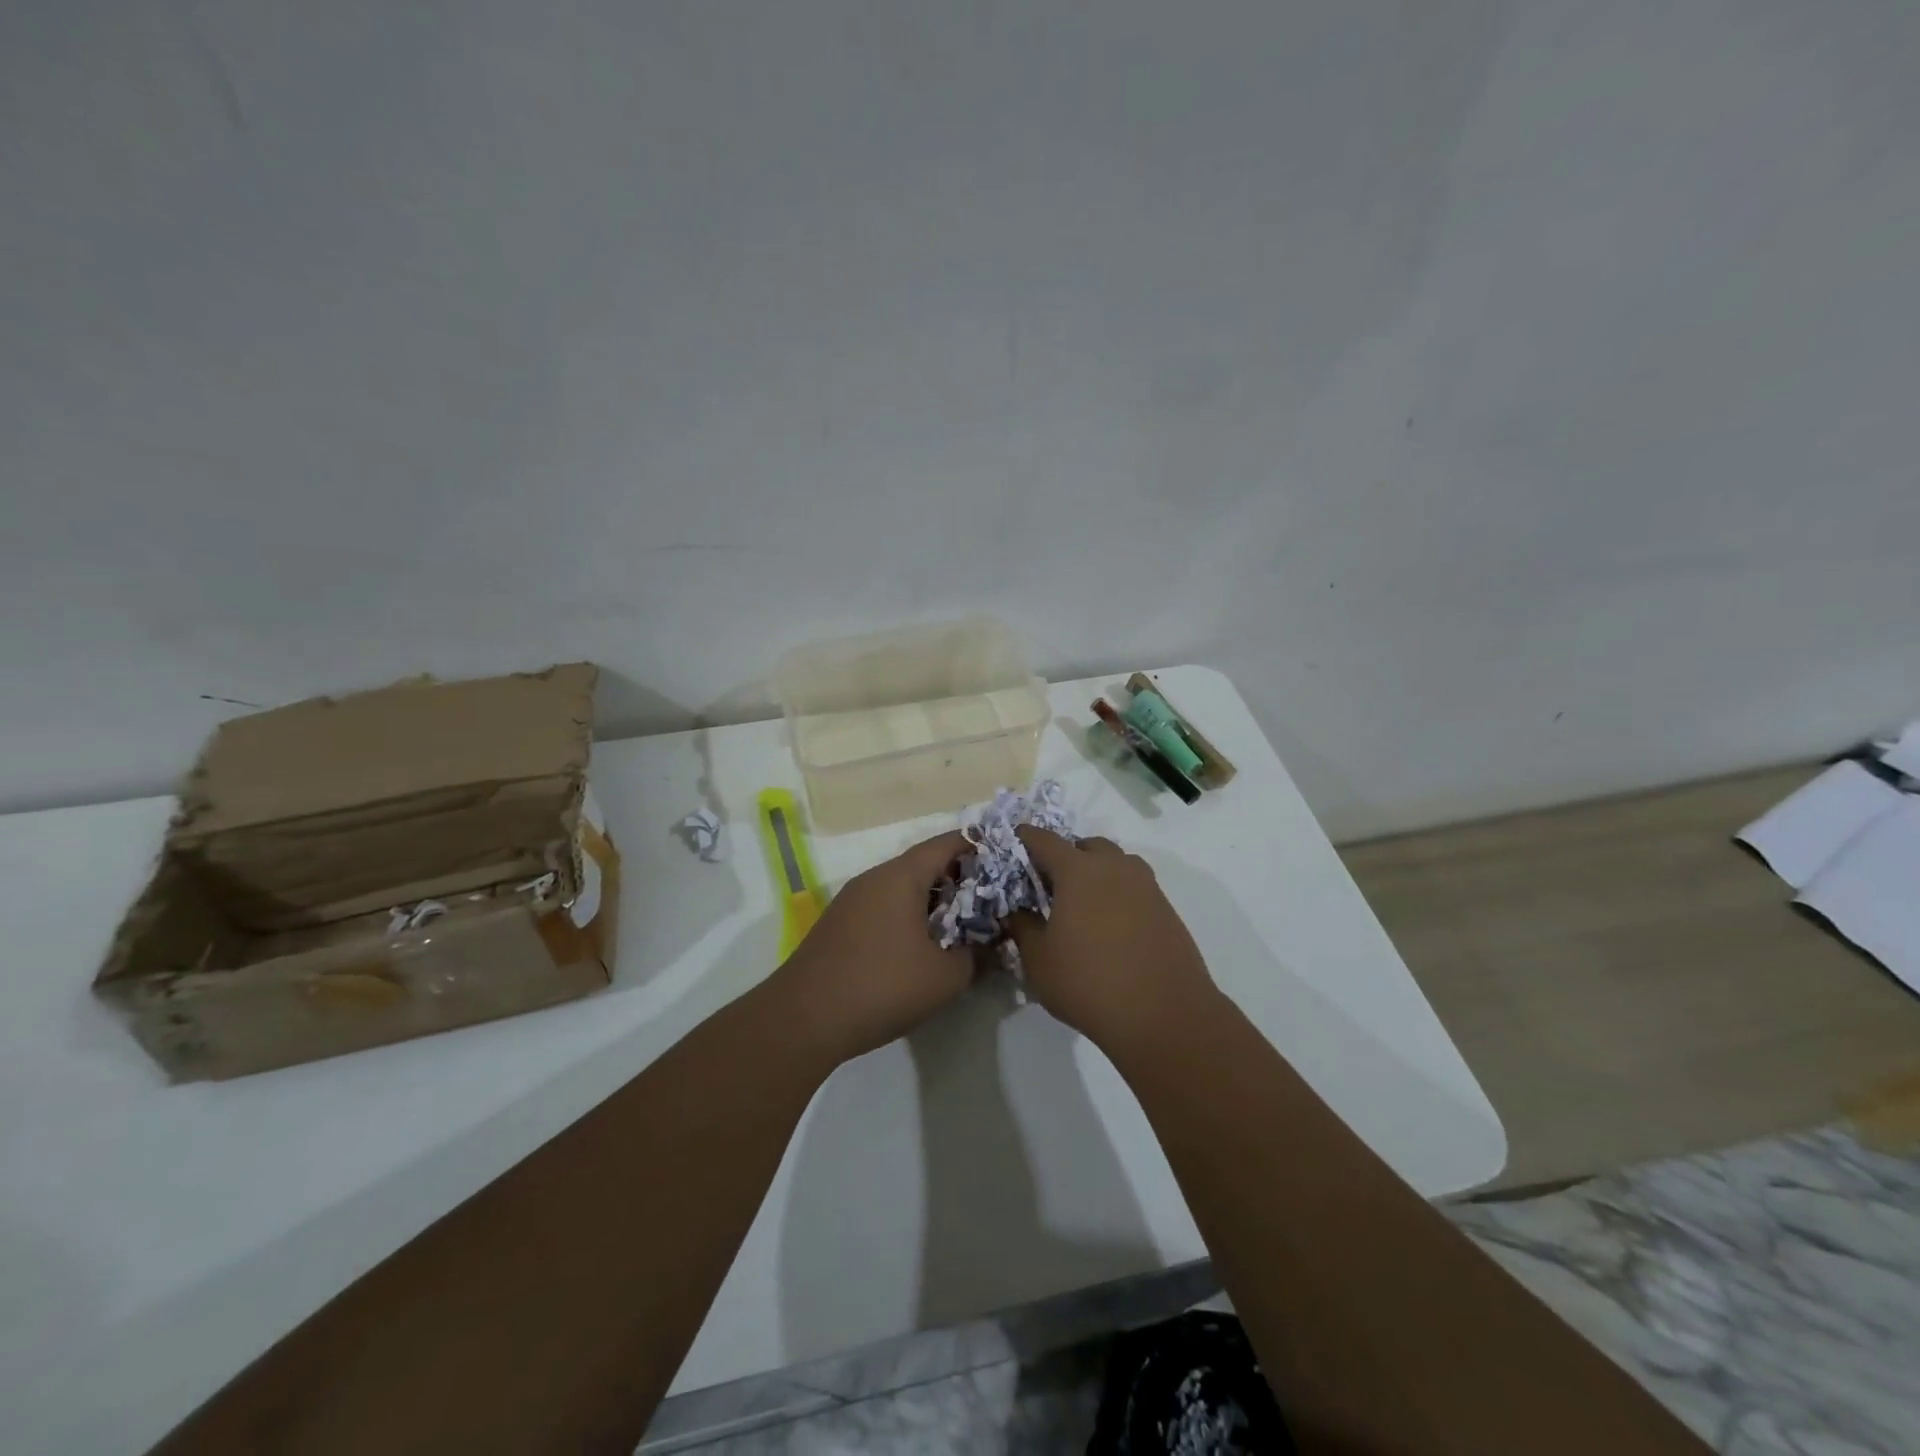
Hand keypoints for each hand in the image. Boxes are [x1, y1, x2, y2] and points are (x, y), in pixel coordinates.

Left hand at [771, 830, 974, 1065]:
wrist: (802, 1019)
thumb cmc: (881, 986)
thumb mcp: (944, 977)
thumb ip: (976, 956)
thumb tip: (992, 946)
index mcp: (900, 876)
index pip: (945, 844)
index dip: (977, 846)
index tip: (1004, 858)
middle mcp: (874, 878)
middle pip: (923, 864)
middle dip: (958, 877)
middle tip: (989, 898)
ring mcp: (852, 900)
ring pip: (901, 887)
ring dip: (932, 900)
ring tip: (960, 924)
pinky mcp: (839, 925)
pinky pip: (883, 906)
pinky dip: (908, 915)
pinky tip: (921, 945)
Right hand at [1008, 828, 1218, 1052]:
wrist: (1165, 1014)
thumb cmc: (1089, 982)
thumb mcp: (1039, 960)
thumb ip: (1023, 927)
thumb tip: (1018, 911)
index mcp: (1077, 870)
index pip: (1044, 840)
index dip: (1026, 838)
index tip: (1014, 843)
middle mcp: (1114, 867)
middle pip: (1086, 846)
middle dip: (1066, 857)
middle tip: (1050, 885)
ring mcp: (1146, 886)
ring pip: (1115, 864)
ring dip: (1097, 874)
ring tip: (1082, 906)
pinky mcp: (1166, 909)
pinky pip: (1135, 888)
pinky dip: (1118, 896)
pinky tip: (1110, 928)